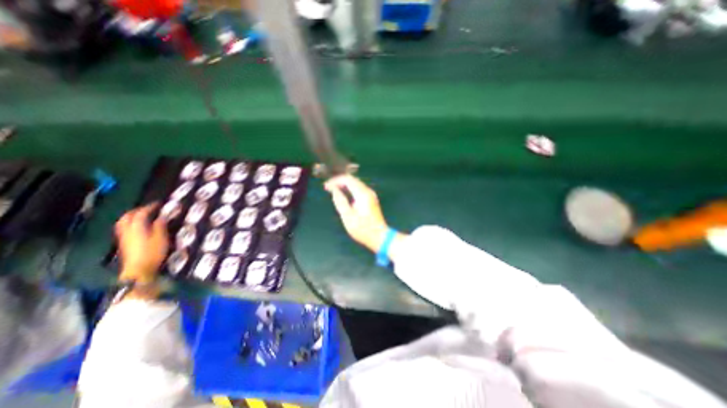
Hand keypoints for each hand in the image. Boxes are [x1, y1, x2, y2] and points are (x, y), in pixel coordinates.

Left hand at [113, 203, 166, 283]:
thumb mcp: (161, 238)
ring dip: (131, 217)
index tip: (158, 204)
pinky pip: (125, 228)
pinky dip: (131, 224)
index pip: (141, 213)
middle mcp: (127, 230)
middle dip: (137, 210)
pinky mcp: (125, 243)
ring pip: (123, 222)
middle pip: (127, 217)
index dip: (149, 207)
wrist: (139, 269)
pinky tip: (139, 226)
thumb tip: (161, 217)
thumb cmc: (153, 253)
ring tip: (142, 215)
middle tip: (148, 208)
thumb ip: (160, 226)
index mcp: (137, 227)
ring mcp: (124, 237)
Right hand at [326, 176, 391, 253]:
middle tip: (328, 188)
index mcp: (362, 194)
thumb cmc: (363, 229)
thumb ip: (340, 201)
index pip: (348, 179)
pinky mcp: (371, 199)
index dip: (335, 181)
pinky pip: (359, 189)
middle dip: (339, 182)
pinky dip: (350, 190)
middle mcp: (368, 191)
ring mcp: (371, 195)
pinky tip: (343, 196)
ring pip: (356, 184)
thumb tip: (334, 190)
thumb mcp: (348, 217)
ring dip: (344, 185)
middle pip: (352, 180)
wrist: (380, 237)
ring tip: (333, 191)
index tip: (326, 186)